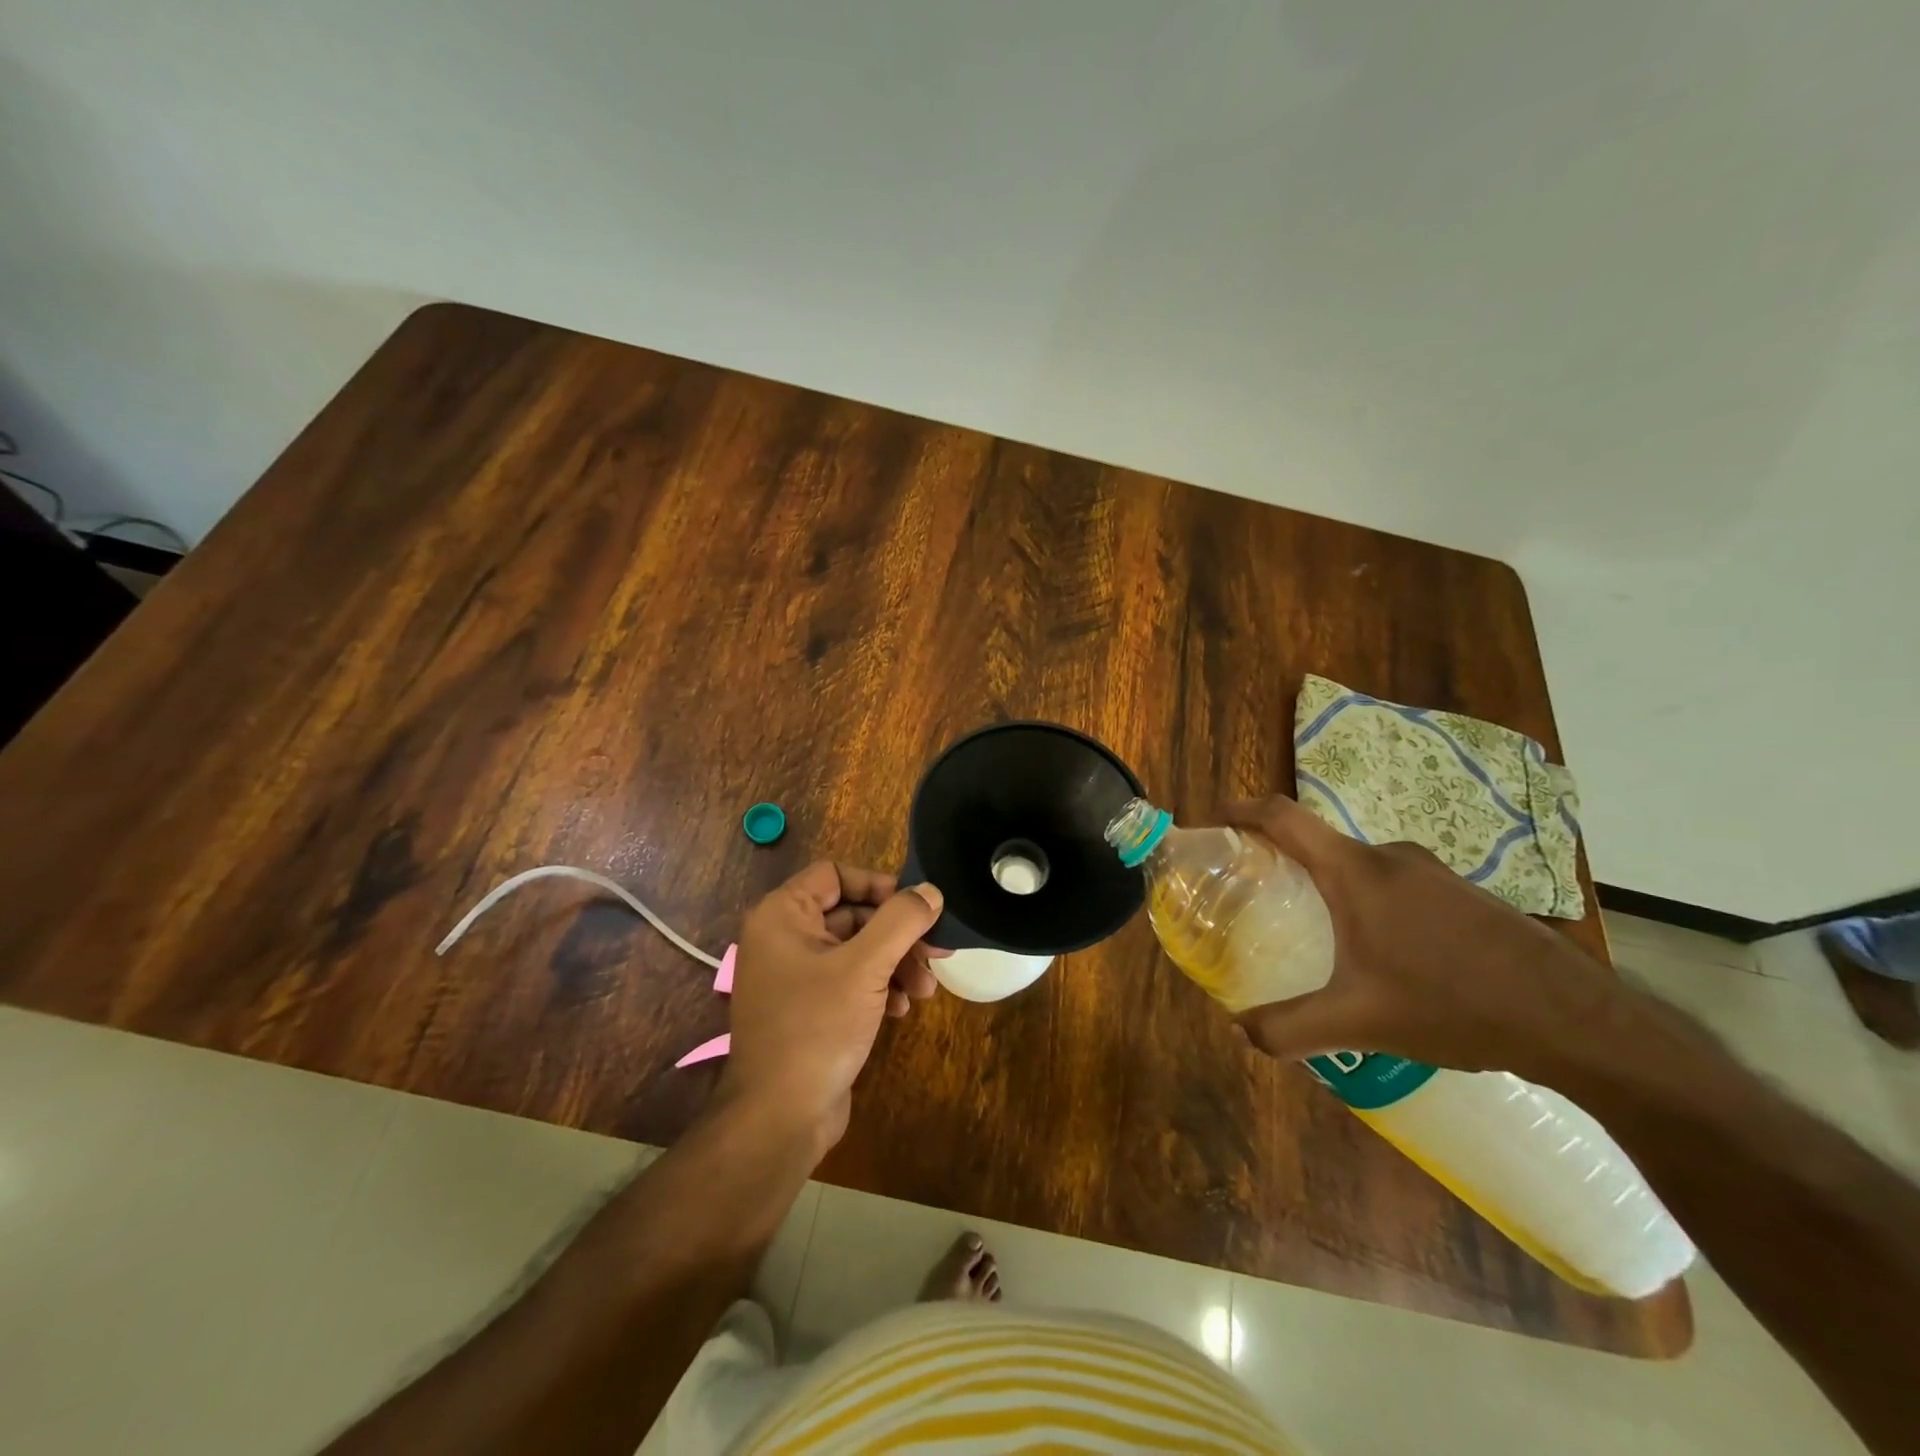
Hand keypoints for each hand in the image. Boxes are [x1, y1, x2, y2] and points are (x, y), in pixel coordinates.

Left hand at [718, 861, 944, 1151]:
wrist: (779, 1118)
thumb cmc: (816, 1028)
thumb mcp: (865, 968)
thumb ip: (901, 921)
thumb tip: (930, 890)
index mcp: (783, 915)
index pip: (836, 874)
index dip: (878, 885)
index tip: (915, 907)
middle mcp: (784, 937)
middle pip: (853, 914)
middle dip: (897, 935)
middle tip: (936, 953)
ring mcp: (796, 975)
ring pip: (857, 949)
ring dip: (895, 963)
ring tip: (925, 989)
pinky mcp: (809, 1007)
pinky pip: (851, 980)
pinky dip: (880, 987)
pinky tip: (902, 1009)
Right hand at [1219, 796, 1626, 1076]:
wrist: (1575, 1021)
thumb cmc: (1452, 1005)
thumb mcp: (1359, 1024)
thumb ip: (1289, 1028)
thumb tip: (1238, 1033)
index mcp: (1355, 871)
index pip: (1283, 817)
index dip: (1242, 809)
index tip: (1215, 819)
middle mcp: (1390, 857)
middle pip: (1320, 843)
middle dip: (1285, 862)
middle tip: (1263, 897)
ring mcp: (1433, 872)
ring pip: (1361, 868)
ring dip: (1333, 889)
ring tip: (1324, 937)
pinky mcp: (1464, 893)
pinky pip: (1398, 884)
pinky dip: (1373, 904)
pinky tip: (1389, 956)